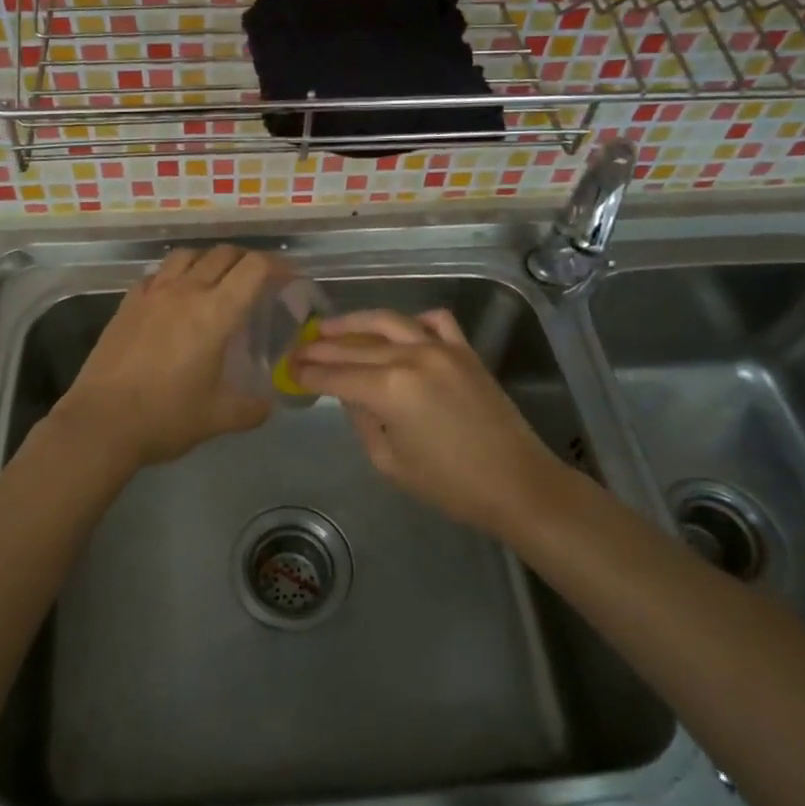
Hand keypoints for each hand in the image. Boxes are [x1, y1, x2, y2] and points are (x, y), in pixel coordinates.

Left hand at [54, 245, 274, 470]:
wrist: (101, 422)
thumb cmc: (165, 417)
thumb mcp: (218, 418)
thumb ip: (251, 408)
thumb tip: (267, 404)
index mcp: (215, 313)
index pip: (254, 267)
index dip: (278, 265)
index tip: (288, 279)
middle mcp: (186, 291)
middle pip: (223, 254)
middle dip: (247, 261)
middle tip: (257, 282)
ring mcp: (152, 293)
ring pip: (188, 255)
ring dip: (209, 260)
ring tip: (216, 280)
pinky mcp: (128, 302)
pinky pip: (158, 273)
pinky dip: (175, 275)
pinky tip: (175, 296)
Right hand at [291, 308, 566, 539]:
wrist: (516, 483)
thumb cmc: (449, 485)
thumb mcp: (390, 461)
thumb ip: (362, 420)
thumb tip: (349, 394)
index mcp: (388, 389)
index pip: (335, 375)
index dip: (308, 373)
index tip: (288, 369)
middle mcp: (410, 357)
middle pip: (354, 346)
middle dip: (321, 347)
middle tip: (298, 348)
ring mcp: (440, 347)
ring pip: (387, 321)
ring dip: (354, 322)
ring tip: (329, 327)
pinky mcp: (464, 350)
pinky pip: (434, 321)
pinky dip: (412, 321)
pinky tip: (399, 331)